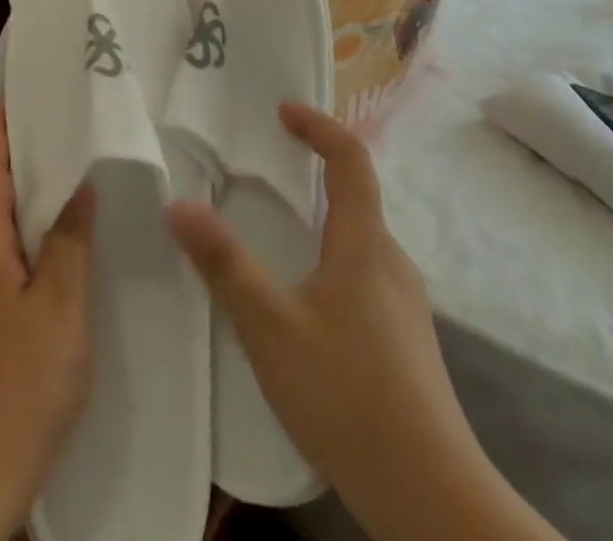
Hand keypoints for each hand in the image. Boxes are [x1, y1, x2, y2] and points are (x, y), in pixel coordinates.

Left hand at [0, 108, 93, 540]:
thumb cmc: (19, 384)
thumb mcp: (61, 308)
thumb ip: (70, 241)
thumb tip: (79, 183)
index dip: (5, 126)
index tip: (23, 91)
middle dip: (22, 156)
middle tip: (62, 126)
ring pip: (1, 227)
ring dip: (27, 197)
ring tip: (68, 177)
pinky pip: (4, 258)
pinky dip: (28, 236)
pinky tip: (57, 249)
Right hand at [168, 103, 558, 540]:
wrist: (433, 500)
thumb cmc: (348, 396)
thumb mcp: (271, 327)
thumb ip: (225, 264)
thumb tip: (178, 205)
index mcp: (364, 244)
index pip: (351, 159)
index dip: (319, 126)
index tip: (283, 111)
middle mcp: (391, 262)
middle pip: (356, 197)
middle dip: (314, 172)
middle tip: (266, 172)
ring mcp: (404, 304)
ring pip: (360, 240)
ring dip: (320, 220)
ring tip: (276, 235)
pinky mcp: (405, 340)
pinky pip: (364, 273)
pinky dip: (330, 258)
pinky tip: (303, 301)